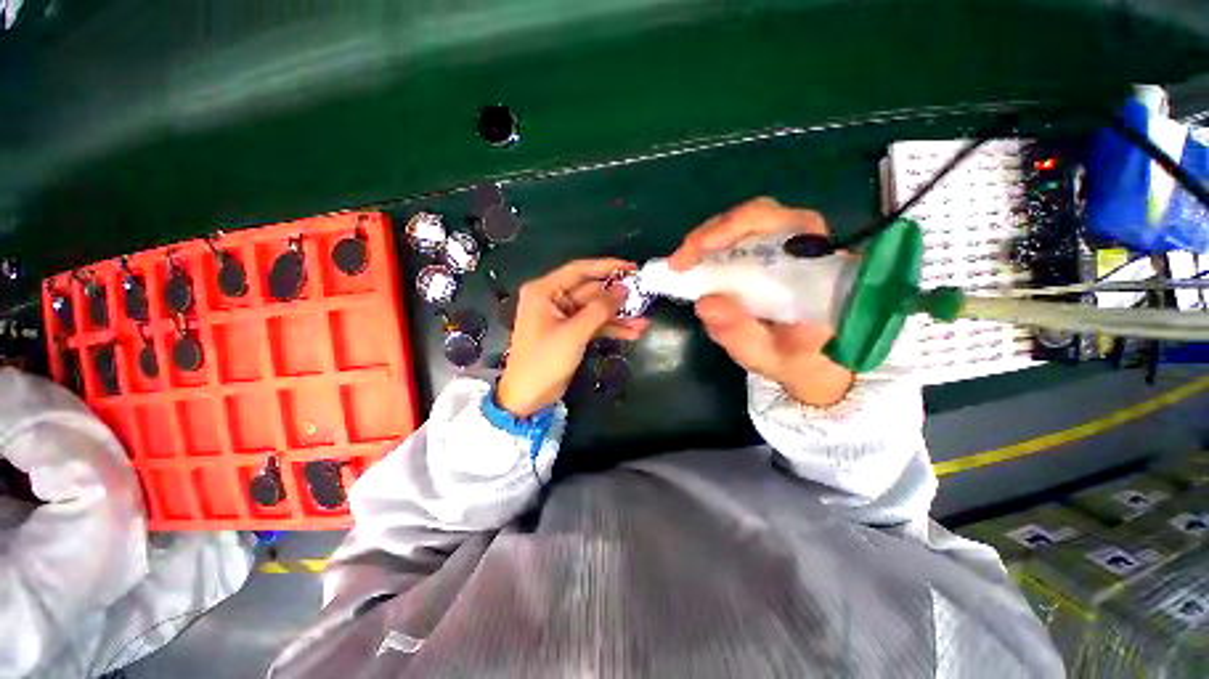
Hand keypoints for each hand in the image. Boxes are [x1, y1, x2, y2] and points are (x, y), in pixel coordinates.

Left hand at [497, 259, 650, 416]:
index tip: (632, 268)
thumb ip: (600, 309)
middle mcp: (553, 299)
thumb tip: (624, 289)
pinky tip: (633, 332)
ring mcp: (563, 316)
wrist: (528, 397)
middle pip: (591, 291)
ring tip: (644, 322)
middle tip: (644, 298)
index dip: (607, 267)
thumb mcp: (573, 333)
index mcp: (545, 291)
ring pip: (596, 309)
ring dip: (618, 316)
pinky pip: (595, 324)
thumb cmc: (544, 361)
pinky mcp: (571, 332)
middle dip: (617, 298)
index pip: (579, 270)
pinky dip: (612, 328)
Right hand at [669, 197, 854, 406]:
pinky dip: (711, 247)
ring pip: (747, 222)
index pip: (788, 223)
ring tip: (682, 263)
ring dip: (708, 238)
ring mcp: (787, 246)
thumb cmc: (797, 359)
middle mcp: (808, 246)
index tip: (702, 248)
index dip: (740, 226)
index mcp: (820, 267)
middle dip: (713, 232)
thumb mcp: (769, 356)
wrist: (813, 363)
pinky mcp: (769, 253)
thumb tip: (704, 302)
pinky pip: (739, 237)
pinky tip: (695, 264)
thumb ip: (742, 335)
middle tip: (680, 260)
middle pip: (761, 215)